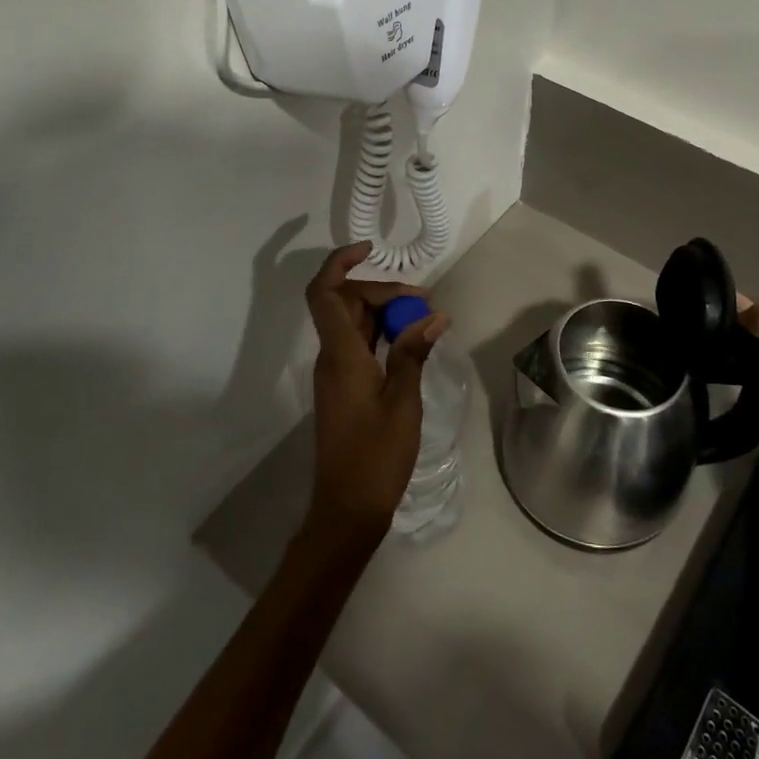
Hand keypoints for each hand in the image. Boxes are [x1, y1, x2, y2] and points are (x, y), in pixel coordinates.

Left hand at [301, 243, 448, 553]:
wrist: (348, 508)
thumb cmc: (376, 455)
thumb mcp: (403, 401)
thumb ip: (414, 353)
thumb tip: (434, 315)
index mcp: (340, 354)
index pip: (324, 293)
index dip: (340, 263)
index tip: (369, 249)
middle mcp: (331, 357)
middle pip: (344, 303)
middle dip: (380, 290)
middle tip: (422, 300)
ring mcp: (336, 373)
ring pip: (352, 323)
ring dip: (382, 311)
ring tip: (422, 315)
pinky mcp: (344, 388)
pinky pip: (358, 345)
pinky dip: (381, 334)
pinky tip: (411, 341)